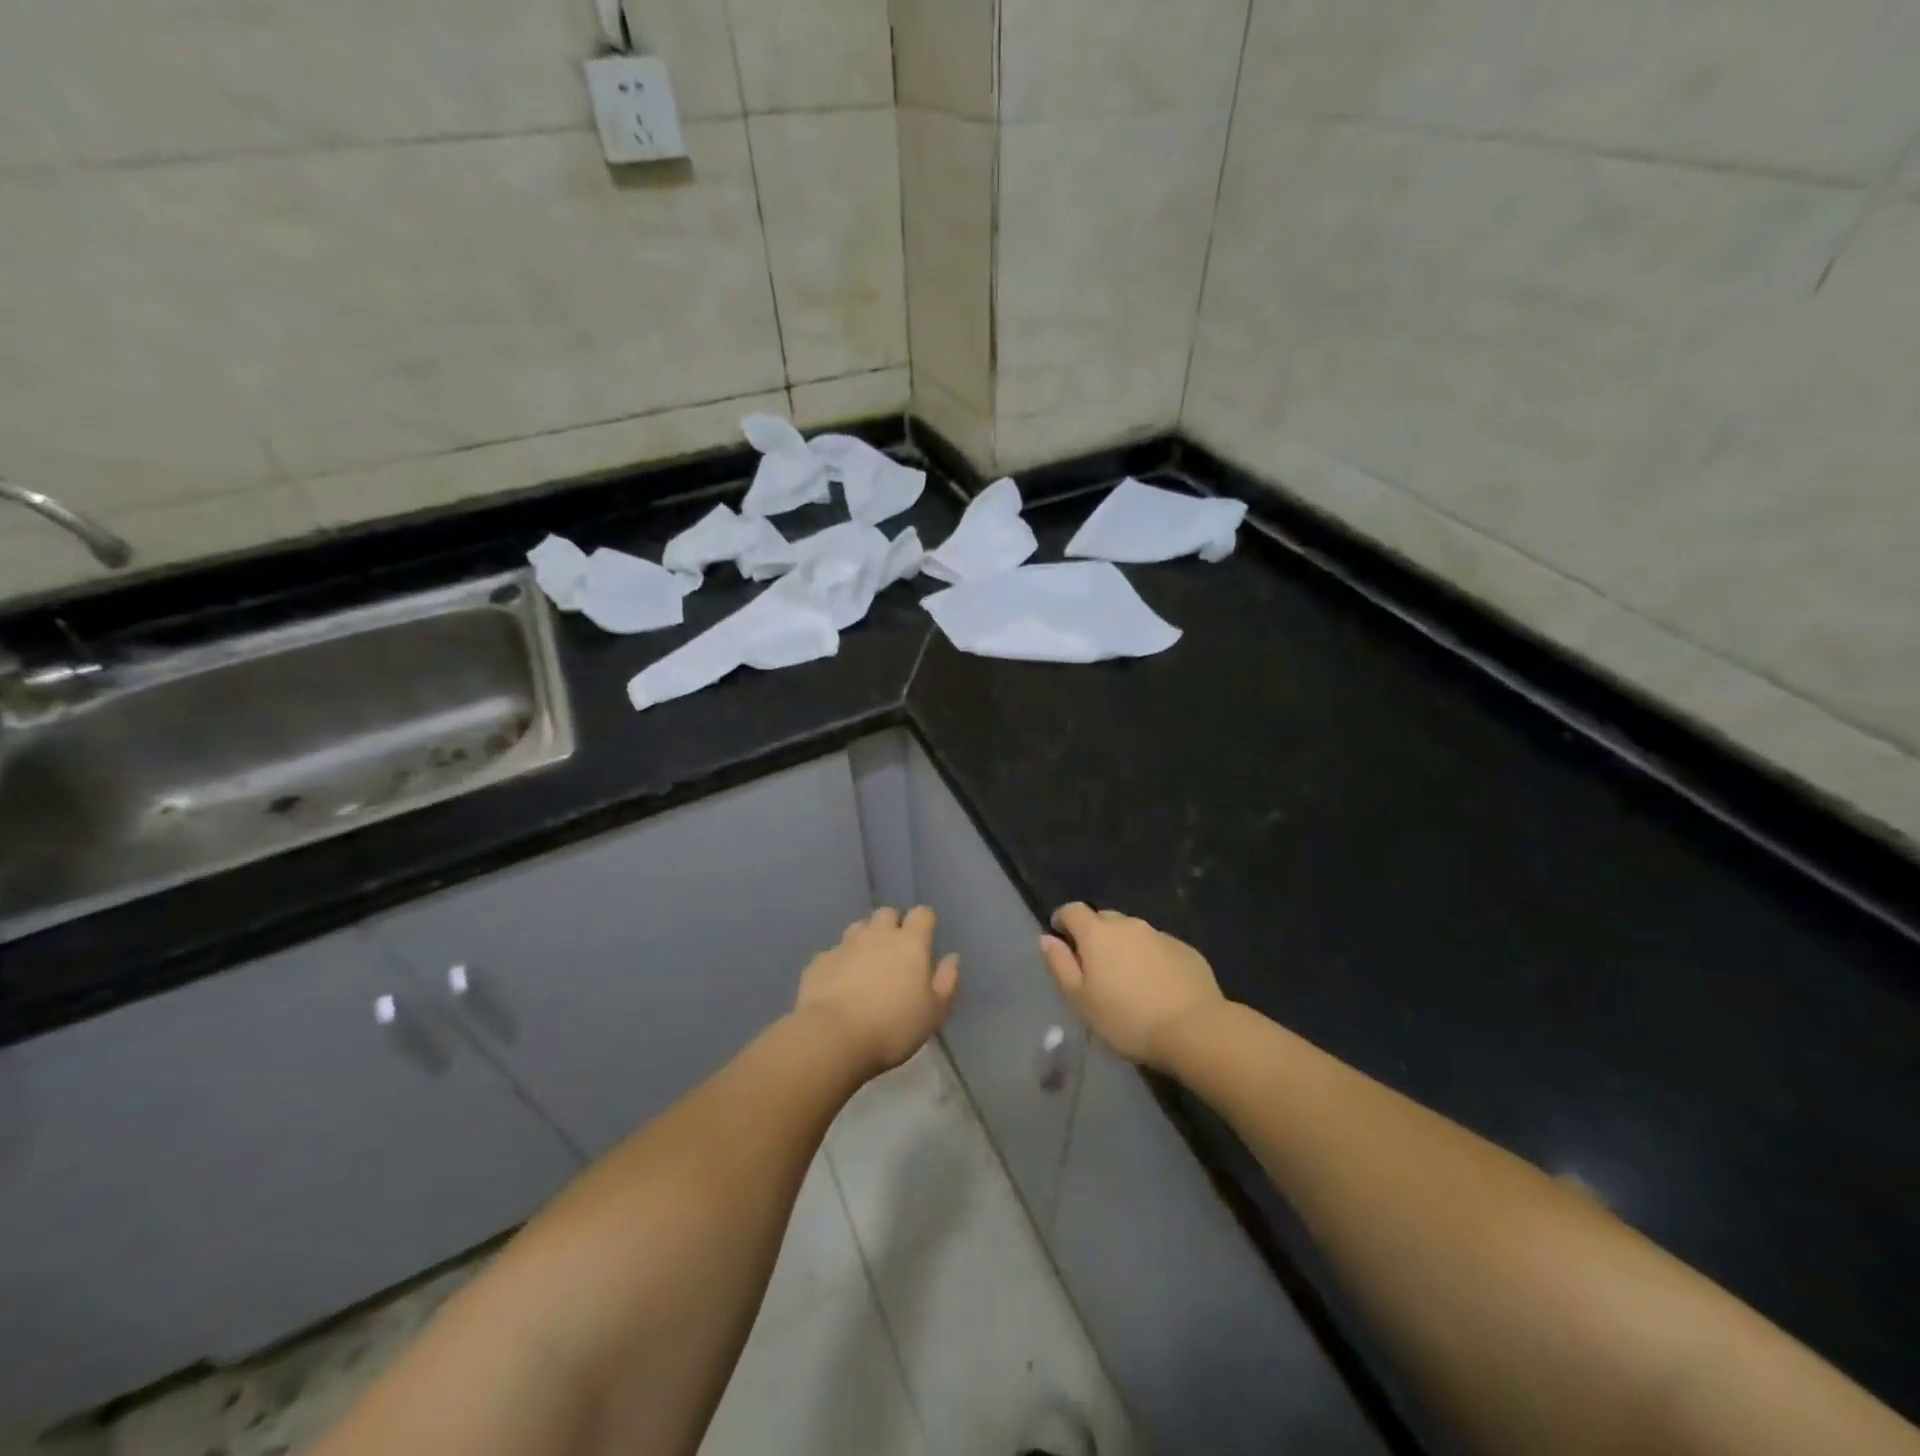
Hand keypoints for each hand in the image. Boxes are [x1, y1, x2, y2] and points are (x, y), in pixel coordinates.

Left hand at [796, 907, 959, 1077]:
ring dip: (865, 939)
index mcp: (910, 943)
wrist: (833, 1037)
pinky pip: (834, 953)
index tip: (925, 940)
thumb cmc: (893, 1027)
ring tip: (866, 965)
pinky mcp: (819, 961)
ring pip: (858, 928)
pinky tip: (839, 985)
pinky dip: (840, 962)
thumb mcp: (933, 1013)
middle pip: (887, 913)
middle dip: (892, 926)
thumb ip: (946, 982)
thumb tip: (952, 958)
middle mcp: (877, 934)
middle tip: (895, 953)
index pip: (922, 914)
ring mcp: (845, 945)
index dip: (924, 923)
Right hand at [1040, 904, 1225, 1069]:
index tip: (1059, 936)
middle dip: (1094, 935)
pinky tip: (1155, 986)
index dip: (1062, 919)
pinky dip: (1150, 959)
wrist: (1193, 1029)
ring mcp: (1160, 935)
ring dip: (1124, 948)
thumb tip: (1046, 938)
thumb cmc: (1126, 1018)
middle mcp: (1128, 925)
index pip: (1072, 910)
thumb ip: (1060, 965)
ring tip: (1126, 979)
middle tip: (1094, 966)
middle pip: (1104, 919)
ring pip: (1133, 934)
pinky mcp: (1185, 950)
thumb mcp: (1080, 1000)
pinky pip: (1158, 947)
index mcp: (1098, 933)